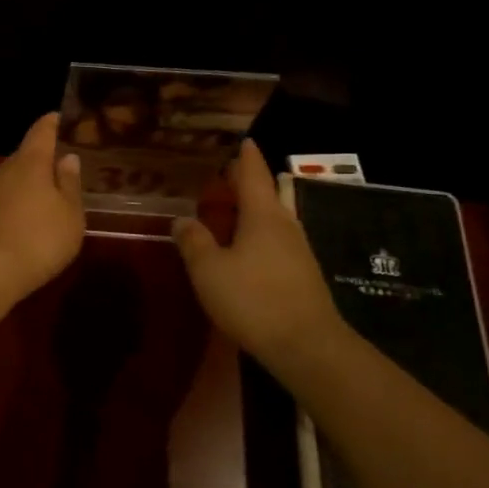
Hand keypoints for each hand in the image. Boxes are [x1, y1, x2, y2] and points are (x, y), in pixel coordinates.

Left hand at [0, 113, 85, 308]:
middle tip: (62, 167)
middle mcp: (3, 170)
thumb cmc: (39, 239)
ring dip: (27, 184)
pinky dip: (14, 203)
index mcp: (30, 162)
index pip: (41, 131)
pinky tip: (24, 220)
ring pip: (11, 179)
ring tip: (47, 196)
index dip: (52, 123)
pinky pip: (1, 200)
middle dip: (42, 159)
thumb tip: (67, 157)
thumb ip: (69, 183)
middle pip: (24, 156)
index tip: (60, 117)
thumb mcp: (69, 214)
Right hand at [174, 140, 347, 367]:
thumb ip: (193, 241)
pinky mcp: (303, 275)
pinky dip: (258, 235)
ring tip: (228, 213)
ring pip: (273, 219)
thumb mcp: (208, 270)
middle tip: (224, 179)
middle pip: (267, 194)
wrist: (306, 346)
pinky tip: (243, 250)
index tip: (243, 141)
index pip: (254, 175)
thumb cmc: (253, 299)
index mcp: (263, 215)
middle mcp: (285, 225)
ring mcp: (298, 251)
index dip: (245, 158)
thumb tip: (182, 220)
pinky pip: (276, 241)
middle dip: (247, 184)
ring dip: (252, 212)